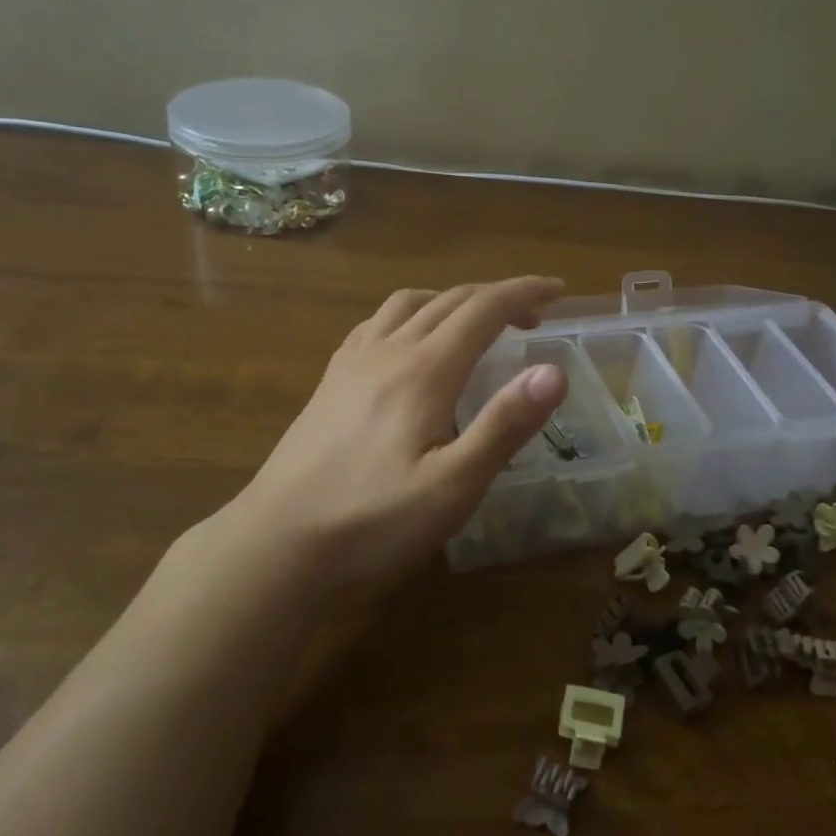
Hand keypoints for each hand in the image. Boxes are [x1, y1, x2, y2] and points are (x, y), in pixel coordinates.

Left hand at [215, 277, 568, 591]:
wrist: (277, 546)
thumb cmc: (373, 522)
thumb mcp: (453, 486)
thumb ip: (504, 425)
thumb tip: (554, 371)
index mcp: (424, 371)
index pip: (484, 310)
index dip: (524, 292)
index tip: (559, 290)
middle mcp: (388, 351)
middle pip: (450, 300)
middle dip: (497, 296)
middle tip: (533, 314)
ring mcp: (352, 363)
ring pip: (409, 303)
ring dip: (452, 299)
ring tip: (475, 321)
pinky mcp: (330, 381)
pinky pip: (375, 323)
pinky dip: (410, 314)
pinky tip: (409, 341)